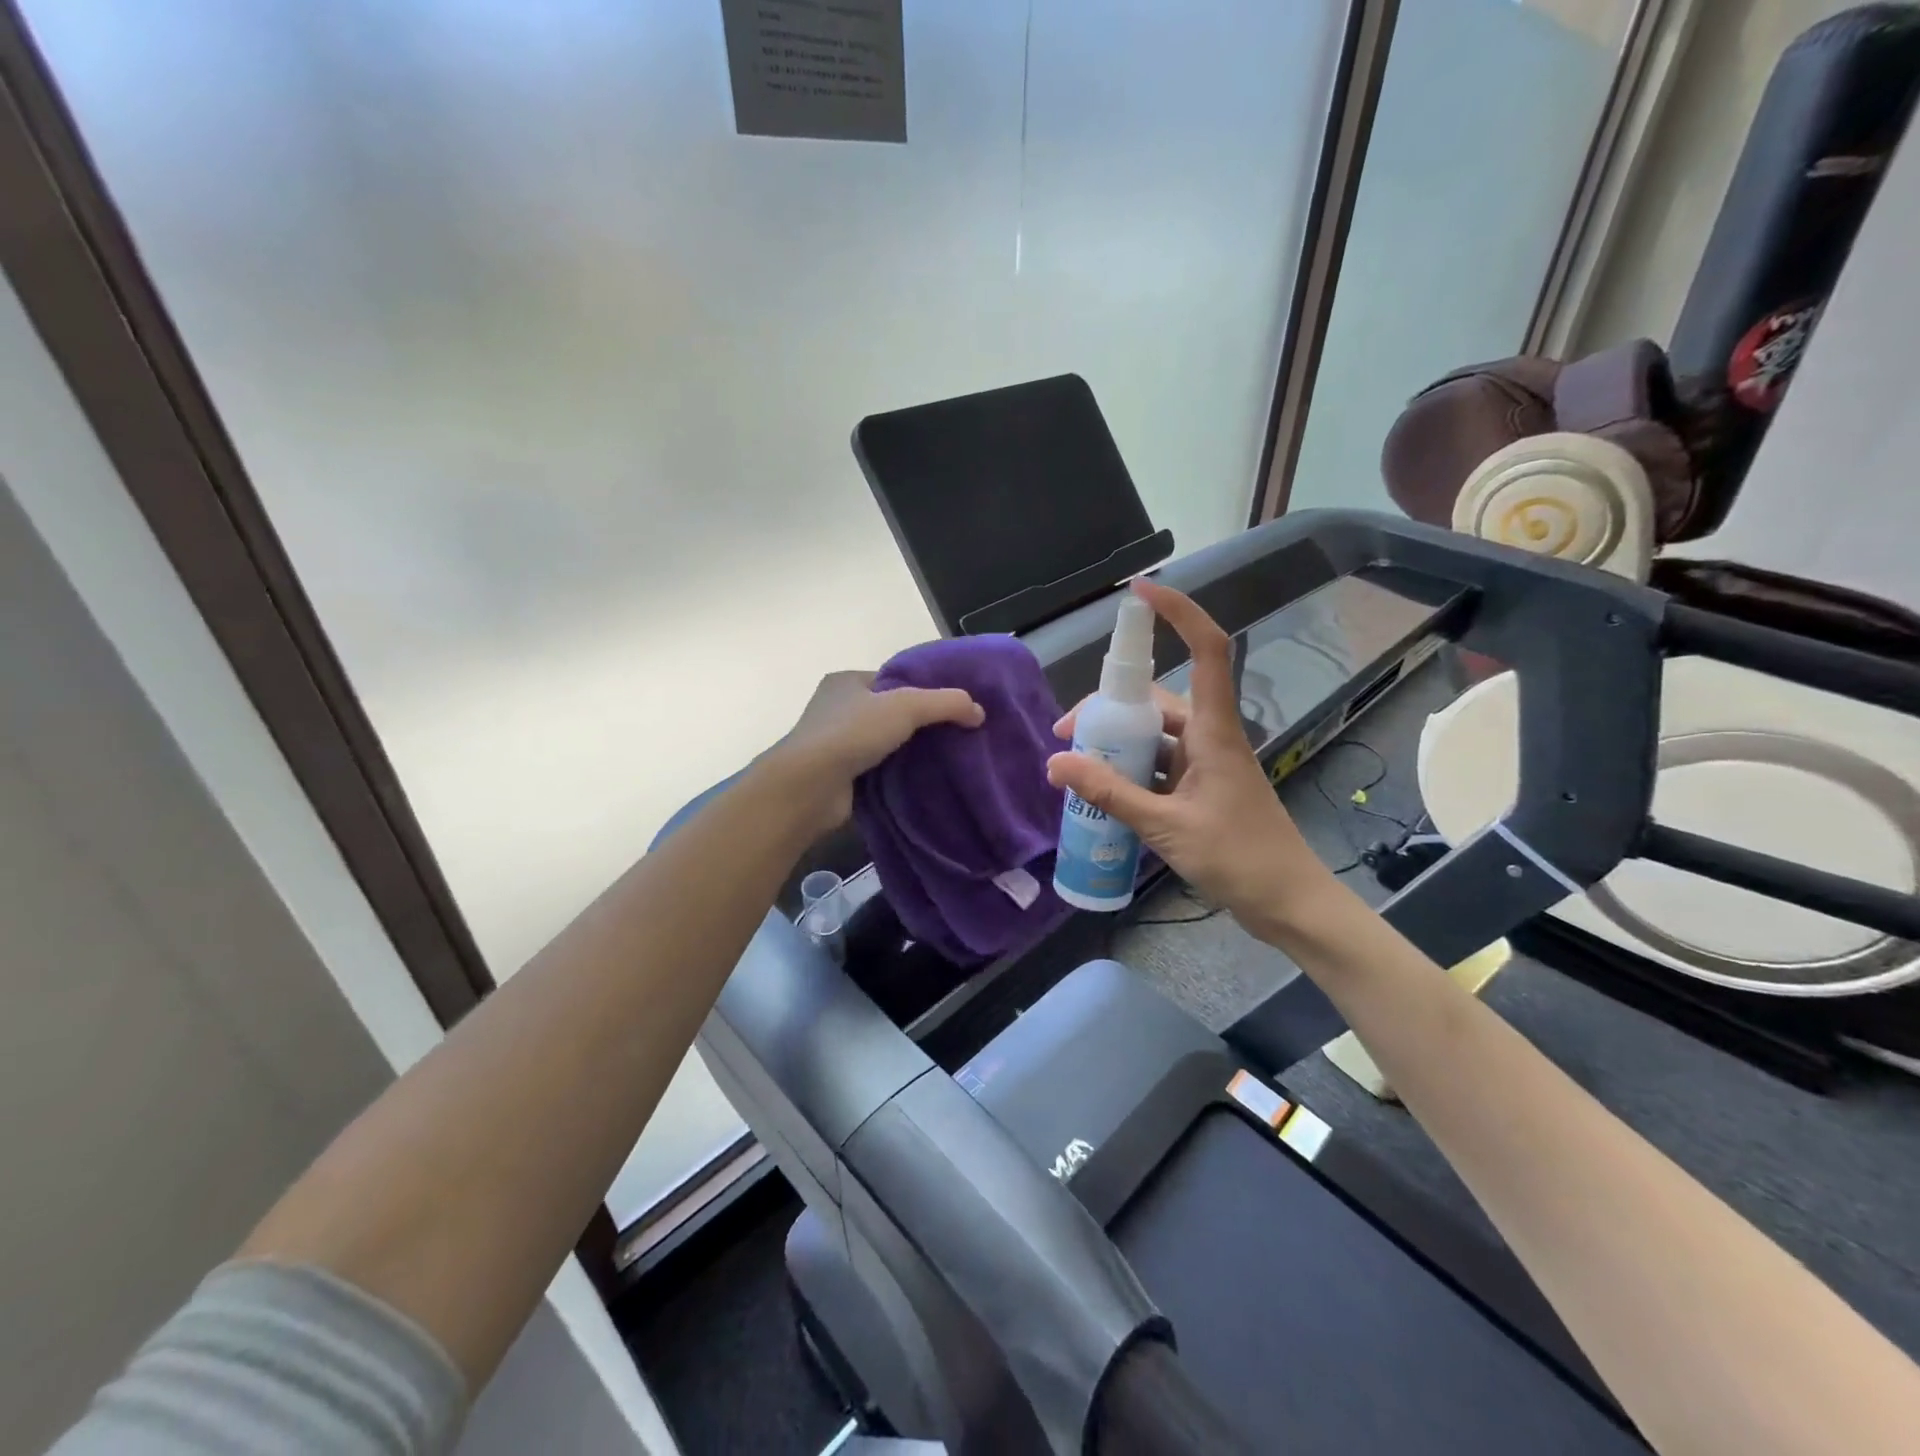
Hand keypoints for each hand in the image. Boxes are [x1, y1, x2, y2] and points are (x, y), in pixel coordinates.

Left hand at [769, 670, 983, 830]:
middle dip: (919, 723)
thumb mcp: (906, 706)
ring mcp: (835, 744)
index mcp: (846, 682)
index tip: (953, 705)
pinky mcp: (839, 776)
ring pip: (884, 743)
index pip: (892, 680)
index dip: (922, 689)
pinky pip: (878, 769)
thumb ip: (946, 703)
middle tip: (956, 733)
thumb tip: (979, 711)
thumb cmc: (852, 733)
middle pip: (890, 712)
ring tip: (947, 758)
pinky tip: (923, 780)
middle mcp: (836, 709)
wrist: (809, 786)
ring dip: (909, 751)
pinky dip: (897, 774)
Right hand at [1048, 580, 1331, 939]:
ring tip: (1075, 767)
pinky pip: (1157, 765)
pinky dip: (1129, 771)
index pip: (1206, 650)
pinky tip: (1102, 790)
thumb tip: (1056, 764)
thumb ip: (1111, 795)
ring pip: (1153, 735)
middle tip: (1064, 735)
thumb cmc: (1238, 858)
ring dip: (1115, 744)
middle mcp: (1209, 736)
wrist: (1288, 903)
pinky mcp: (1200, 788)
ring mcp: (1205, 763)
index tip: (1139, 593)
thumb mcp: (1167, 827)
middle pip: (1155, 700)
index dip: (1178, 613)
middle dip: (1107, 709)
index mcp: (1214, 731)